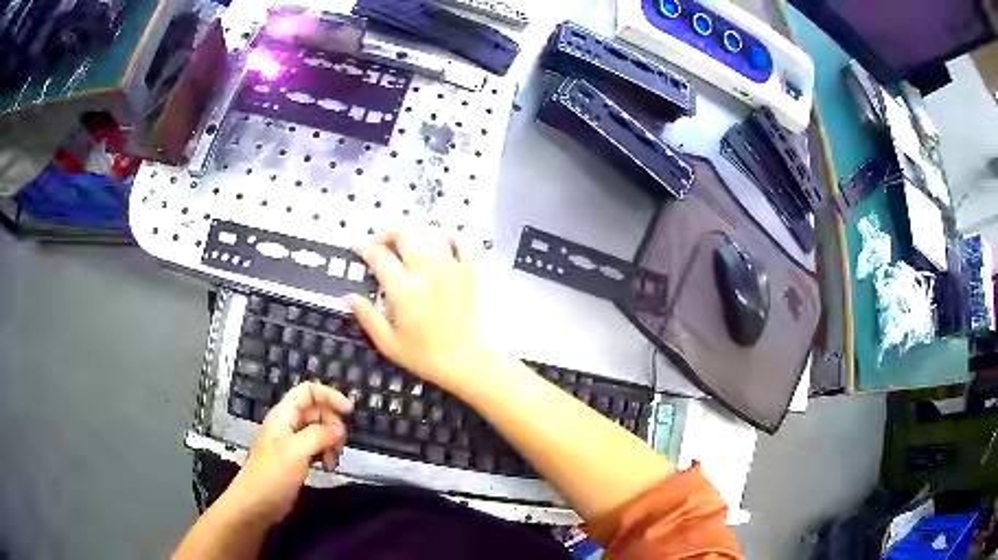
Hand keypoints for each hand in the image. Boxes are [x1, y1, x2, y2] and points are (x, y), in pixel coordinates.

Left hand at [223, 382, 351, 525]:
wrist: (256, 504)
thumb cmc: (273, 475)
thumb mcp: (296, 451)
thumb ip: (319, 435)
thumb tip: (339, 429)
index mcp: (284, 415)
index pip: (309, 391)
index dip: (330, 395)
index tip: (349, 412)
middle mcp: (288, 424)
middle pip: (318, 411)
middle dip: (333, 426)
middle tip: (339, 447)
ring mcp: (292, 442)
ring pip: (320, 431)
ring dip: (331, 443)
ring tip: (331, 463)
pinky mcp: (297, 459)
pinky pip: (317, 447)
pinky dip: (326, 454)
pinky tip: (327, 468)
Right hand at [348, 229, 496, 396]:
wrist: (467, 361)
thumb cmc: (426, 356)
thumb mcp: (389, 343)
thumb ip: (367, 317)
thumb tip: (348, 296)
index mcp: (403, 290)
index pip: (379, 256)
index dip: (364, 247)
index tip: (357, 248)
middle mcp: (426, 272)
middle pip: (405, 234)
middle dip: (388, 233)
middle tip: (382, 243)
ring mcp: (450, 268)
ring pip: (431, 233)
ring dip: (416, 232)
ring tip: (409, 242)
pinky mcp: (469, 271)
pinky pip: (460, 242)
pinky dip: (448, 238)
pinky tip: (440, 245)